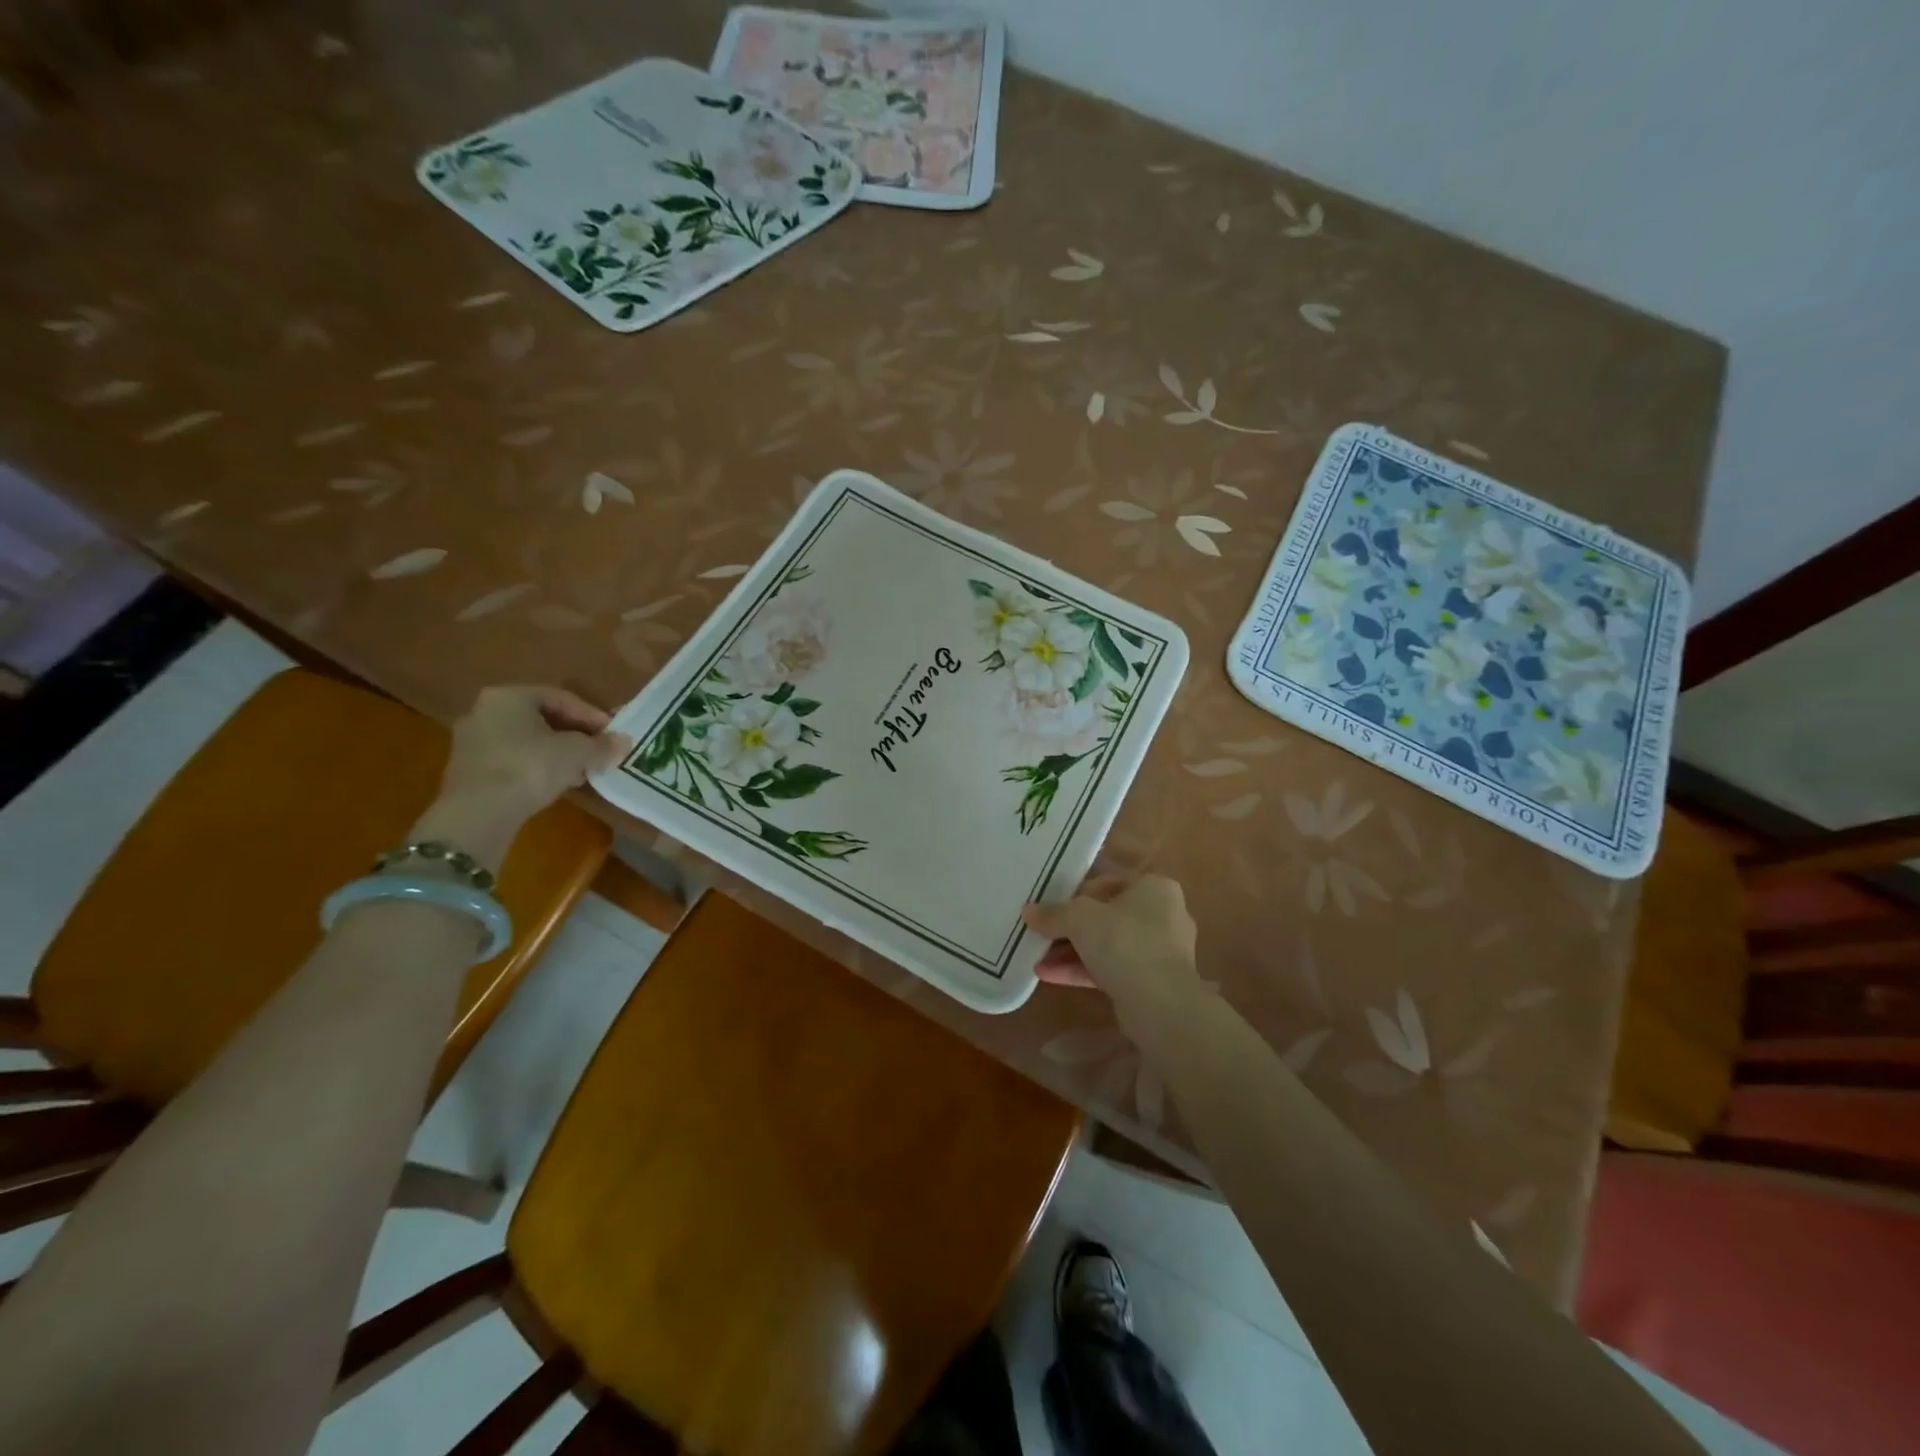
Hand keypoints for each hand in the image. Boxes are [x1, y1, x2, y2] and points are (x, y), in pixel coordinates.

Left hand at [420, 686, 631, 866]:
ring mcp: (473, 741)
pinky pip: (513, 759)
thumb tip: (624, 742)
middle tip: (599, 752)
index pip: (561, 698)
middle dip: (575, 735)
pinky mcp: (469, 769)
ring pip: (528, 740)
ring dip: (558, 753)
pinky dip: (538, 767)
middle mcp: (486, 710)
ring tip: (583, 771)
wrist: (479, 813)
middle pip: (543, 718)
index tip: (613, 735)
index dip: (592, 716)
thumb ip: (602, 745)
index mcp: (509, 695)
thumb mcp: (577, 753)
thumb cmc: (530, 767)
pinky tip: (557, 783)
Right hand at [1022, 876, 1201, 1014]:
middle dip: (1071, 928)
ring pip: (1108, 945)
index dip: (1078, 894)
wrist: (1161, 1004)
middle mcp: (1163, 915)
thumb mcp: (1079, 919)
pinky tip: (1049, 975)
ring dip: (1072, 952)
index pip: (1110, 883)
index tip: (1053, 907)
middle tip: (1043, 934)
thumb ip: (1053, 914)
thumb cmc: (1124, 942)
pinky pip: (1112, 969)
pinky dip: (1083, 970)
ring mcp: (1160, 952)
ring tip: (1038, 959)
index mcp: (1155, 888)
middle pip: (1107, 916)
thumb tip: (1029, 911)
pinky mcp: (1152, 982)